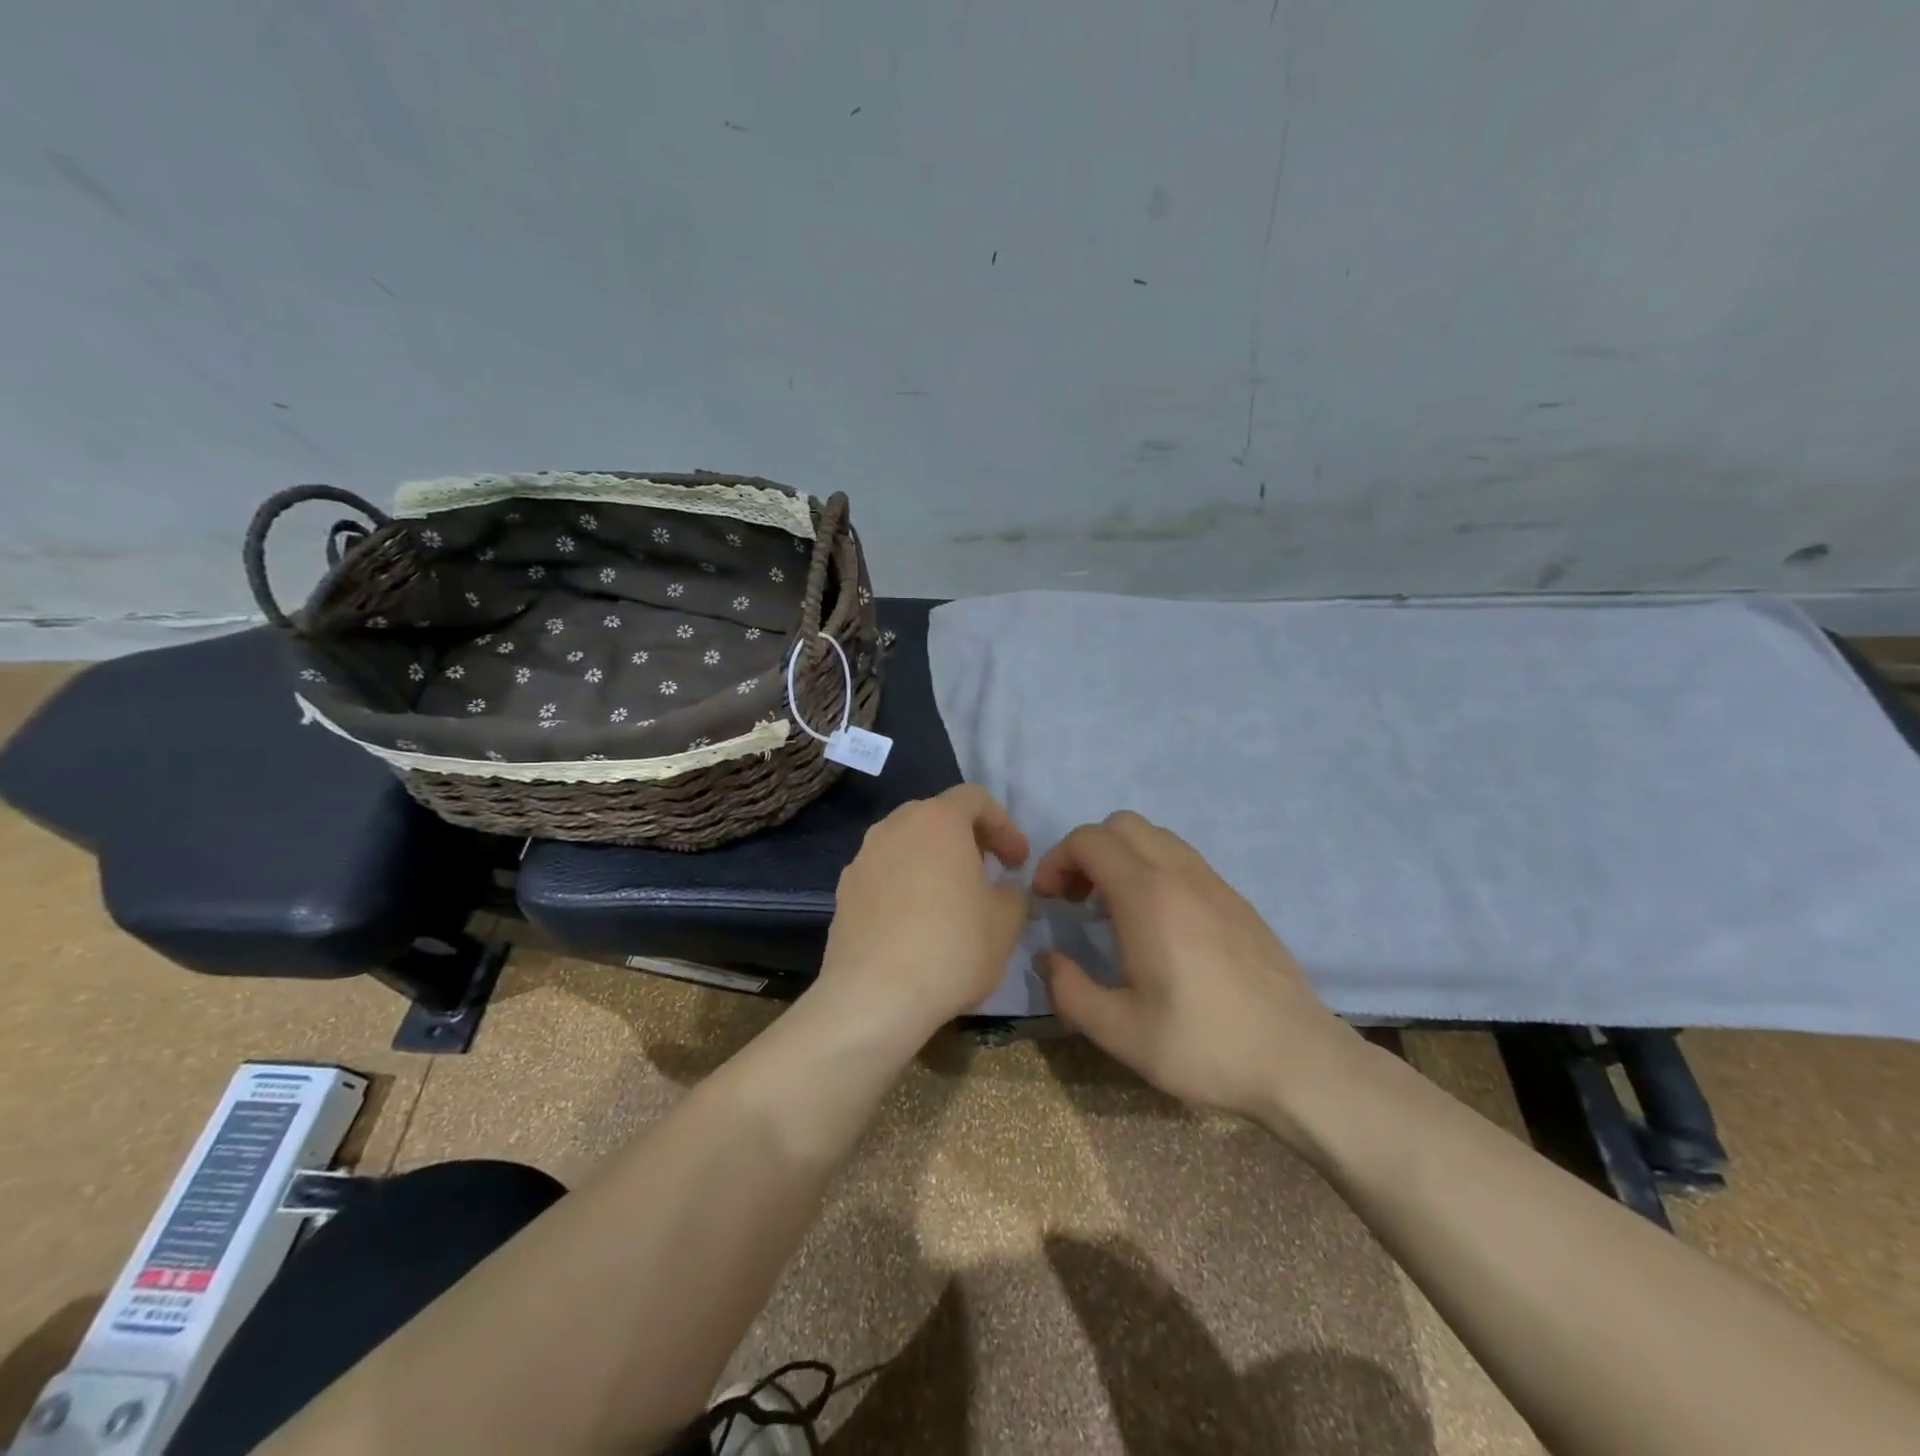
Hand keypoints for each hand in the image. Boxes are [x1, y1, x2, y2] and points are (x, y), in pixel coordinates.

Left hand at [815, 786, 1031, 1044]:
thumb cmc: (952, 947)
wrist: (874, 997)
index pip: (975, 799)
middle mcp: (894, 826)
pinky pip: (884, 875)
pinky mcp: (843, 892)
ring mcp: (862, 858)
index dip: (1004, 826)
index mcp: (937, 820)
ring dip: (933, 862)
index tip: (1018, 862)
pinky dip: (905, 886)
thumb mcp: (1006, 921)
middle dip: (967, 840)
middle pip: (937, 817)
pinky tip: (916, 925)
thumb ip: (1012, 892)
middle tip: (988, 873)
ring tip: (952, 900)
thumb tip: (1001, 888)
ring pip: (906, 845)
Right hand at [1032, 811, 1372, 1145]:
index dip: (1056, 860)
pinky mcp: (1237, 900)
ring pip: (1155, 837)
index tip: (1048, 900)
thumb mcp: (1120, 1032)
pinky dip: (1153, 870)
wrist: (1299, 1061)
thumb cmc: (1203, 1045)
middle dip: (1087, 852)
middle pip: (1121, 825)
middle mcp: (1180, 875)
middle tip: (1076, 899)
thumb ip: (1069, 990)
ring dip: (1122, 857)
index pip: (1089, 840)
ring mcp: (1215, 883)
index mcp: (1148, 896)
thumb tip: (1047, 959)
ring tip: (1112, 910)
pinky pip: (1183, 859)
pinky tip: (1157, 924)